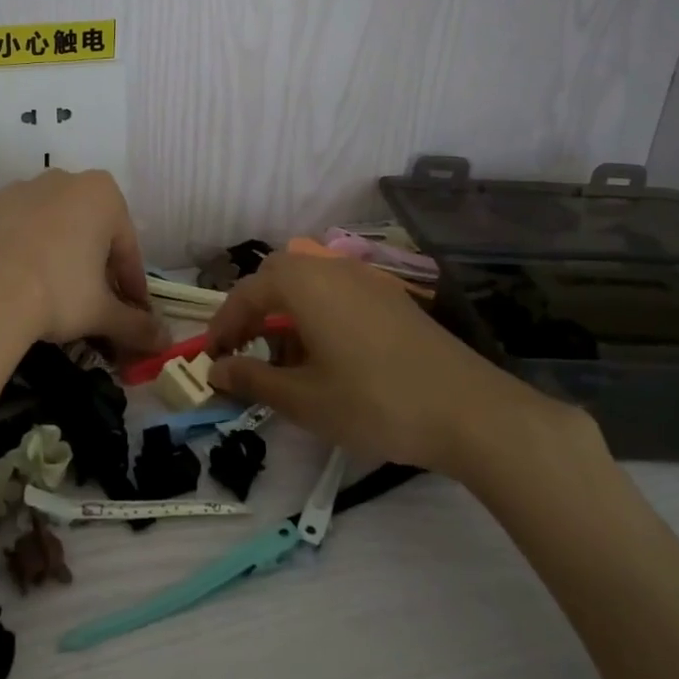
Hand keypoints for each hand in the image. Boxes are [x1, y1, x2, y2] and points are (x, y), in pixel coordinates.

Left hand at [0, 170, 166, 353]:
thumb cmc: (58, 291)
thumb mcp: (102, 312)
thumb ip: (136, 325)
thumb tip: (165, 343)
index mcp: (103, 194)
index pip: (128, 248)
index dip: (131, 287)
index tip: (132, 316)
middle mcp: (64, 180)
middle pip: (91, 233)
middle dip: (96, 270)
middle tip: (95, 308)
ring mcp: (20, 190)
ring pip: (53, 229)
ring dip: (61, 259)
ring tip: (55, 300)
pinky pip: (18, 232)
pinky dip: (26, 256)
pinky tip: (20, 288)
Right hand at [205, 253, 588, 474]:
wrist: (468, 410)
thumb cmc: (374, 402)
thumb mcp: (304, 399)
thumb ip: (253, 378)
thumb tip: (216, 369)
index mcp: (304, 283)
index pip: (246, 293)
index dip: (222, 325)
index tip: (210, 359)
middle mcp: (332, 268)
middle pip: (277, 278)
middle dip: (253, 313)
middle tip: (243, 352)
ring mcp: (366, 280)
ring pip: (308, 284)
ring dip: (285, 315)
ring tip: (284, 362)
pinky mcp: (390, 298)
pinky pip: (337, 294)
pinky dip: (316, 316)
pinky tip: (326, 358)